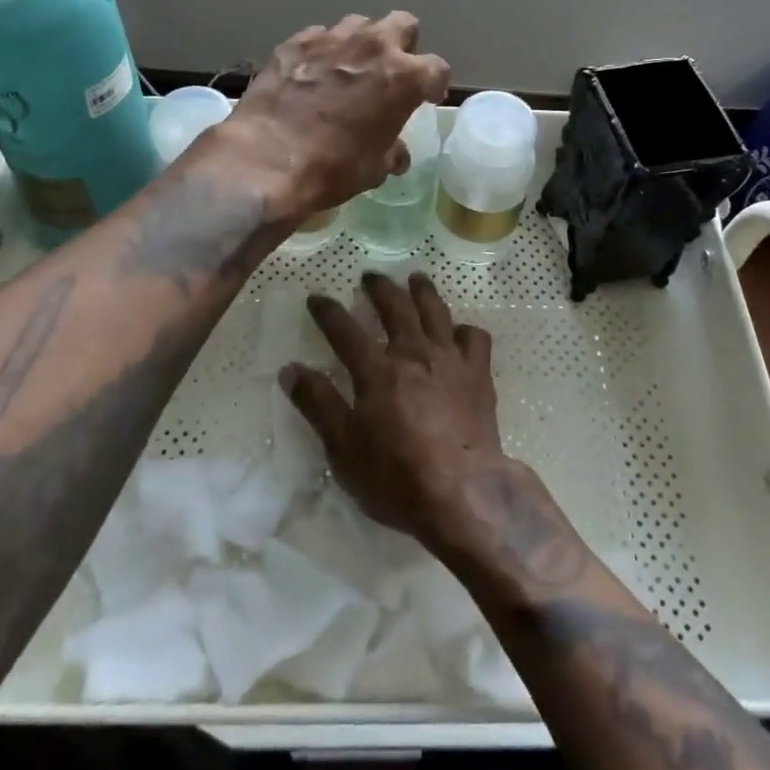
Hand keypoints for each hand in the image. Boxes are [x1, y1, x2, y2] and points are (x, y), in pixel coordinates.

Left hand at [220, 13, 450, 221]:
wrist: (266, 160)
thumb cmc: (332, 168)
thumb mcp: (374, 168)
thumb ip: (391, 152)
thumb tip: (396, 154)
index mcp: (403, 77)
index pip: (437, 68)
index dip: (434, 85)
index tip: (426, 98)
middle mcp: (373, 47)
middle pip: (403, 24)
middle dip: (402, 45)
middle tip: (390, 72)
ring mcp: (331, 39)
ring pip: (359, 24)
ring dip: (361, 43)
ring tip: (349, 68)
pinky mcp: (294, 42)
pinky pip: (318, 36)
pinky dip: (322, 51)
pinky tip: (311, 73)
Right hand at [281, 272, 518, 552]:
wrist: (463, 493)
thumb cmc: (396, 477)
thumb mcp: (343, 449)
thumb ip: (317, 405)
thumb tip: (290, 369)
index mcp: (376, 370)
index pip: (345, 330)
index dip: (328, 312)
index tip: (317, 299)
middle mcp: (413, 353)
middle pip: (395, 308)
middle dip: (380, 288)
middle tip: (371, 276)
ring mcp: (449, 360)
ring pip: (435, 311)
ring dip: (422, 291)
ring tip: (416, 278)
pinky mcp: (479, 374)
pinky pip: (474, 338)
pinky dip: (464, 330)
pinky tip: (459, 333)